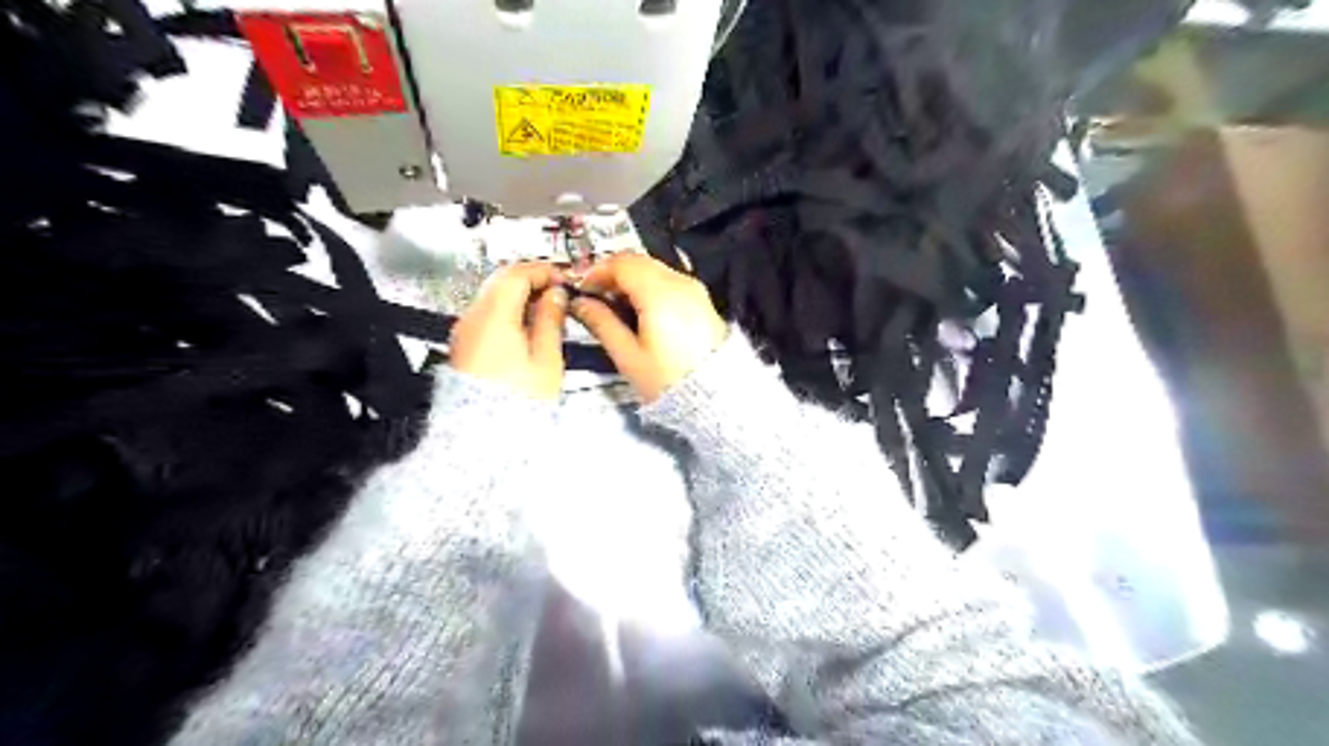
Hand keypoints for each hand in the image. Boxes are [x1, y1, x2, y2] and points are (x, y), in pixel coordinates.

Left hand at [448, 262, 566, 399]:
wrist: (484, 435)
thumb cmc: (519, 399)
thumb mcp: (546, 358)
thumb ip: (551, 319)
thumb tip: (555, 295)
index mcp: (493, 316)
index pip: (516, 274)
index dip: (542, 270)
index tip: (564, 278)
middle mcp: (473, 318)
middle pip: (501, 281)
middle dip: (531, 280)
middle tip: (558, 292)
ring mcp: (465, 332)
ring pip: (494, 297)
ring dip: (521, 296)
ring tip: (548, 311)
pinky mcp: (465, 346)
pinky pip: (488, 316)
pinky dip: (509, 312)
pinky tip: (529, 328)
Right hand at [567, 254, 725, 402]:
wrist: (716, 397)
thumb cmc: (667, 380)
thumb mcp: (628, 356)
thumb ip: (602, 324)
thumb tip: (580, 304)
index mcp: (659, 293)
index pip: (622, 264)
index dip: (597, 272)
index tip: (582, 291)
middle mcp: (680, 283)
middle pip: (639, 261)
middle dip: (613, 274)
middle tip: (596, 298)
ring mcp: (695, 290)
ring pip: (655, 269)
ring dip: (631, 279)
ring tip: (616, 307)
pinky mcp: (702, 300)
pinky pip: (670, 281)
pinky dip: (650, 286)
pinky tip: (641, 310)